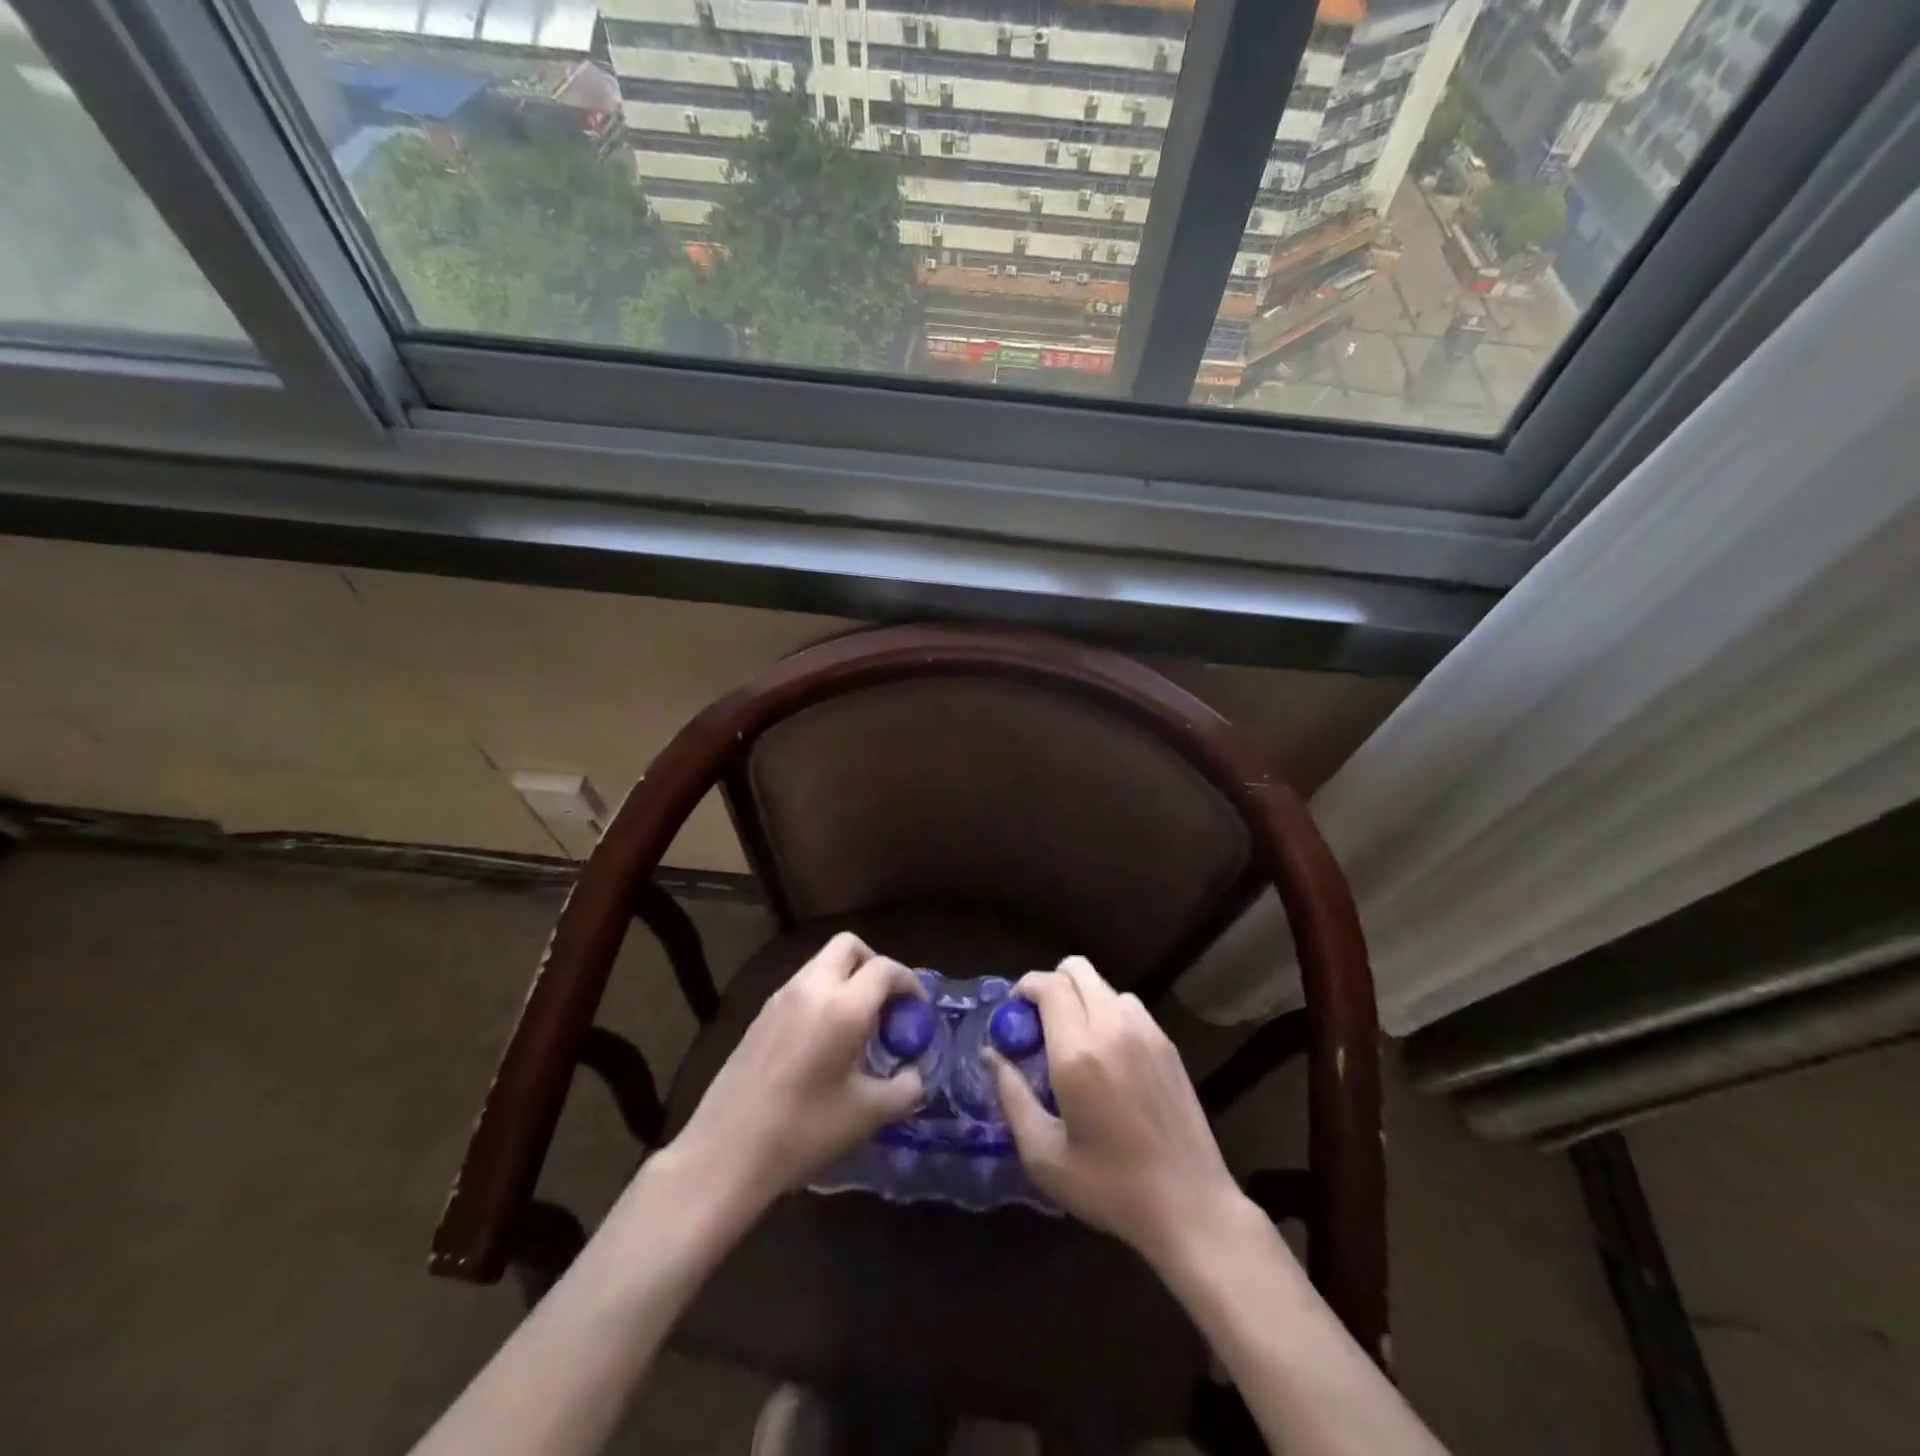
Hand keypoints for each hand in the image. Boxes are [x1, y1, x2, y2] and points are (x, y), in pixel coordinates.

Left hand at [668, 932, 925, 1214]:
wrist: (724, 1154)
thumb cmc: (802, 1132)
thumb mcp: (866, 1116)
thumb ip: (904, 1090)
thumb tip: (915, 1076)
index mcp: (842, 1007)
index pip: (884, 969)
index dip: (909, 982)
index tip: (917, 1010)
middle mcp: (811, 989)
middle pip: (848, 946)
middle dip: (874, 964)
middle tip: (886, 1004)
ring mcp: (780, 998)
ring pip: (822, 963)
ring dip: (846, 978)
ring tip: (857, 1024)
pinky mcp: (760, 1015)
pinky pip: (802, 985)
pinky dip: (823, 994)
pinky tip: (824, 1039)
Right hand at [991, 957, 1247, 1270]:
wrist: (1190, 1206)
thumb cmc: (1110, 1187)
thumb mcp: (1044, 1154)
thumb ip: (1012, 1095)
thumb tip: (991, 1054)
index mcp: (1078, 1052)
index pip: (1049, 985)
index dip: (1025, 987)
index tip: (1013, 1014)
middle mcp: (1113, 1027)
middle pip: (1077, 970)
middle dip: (1051, 984)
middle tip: (1039, 1024)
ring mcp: (1146, 1032)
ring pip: (1104, 986)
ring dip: (1082, 999)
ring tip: (1075, 1042)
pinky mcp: (1168, 1045)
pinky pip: (1129, 1007)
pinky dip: (1109, 1014)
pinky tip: (1108, 1057)